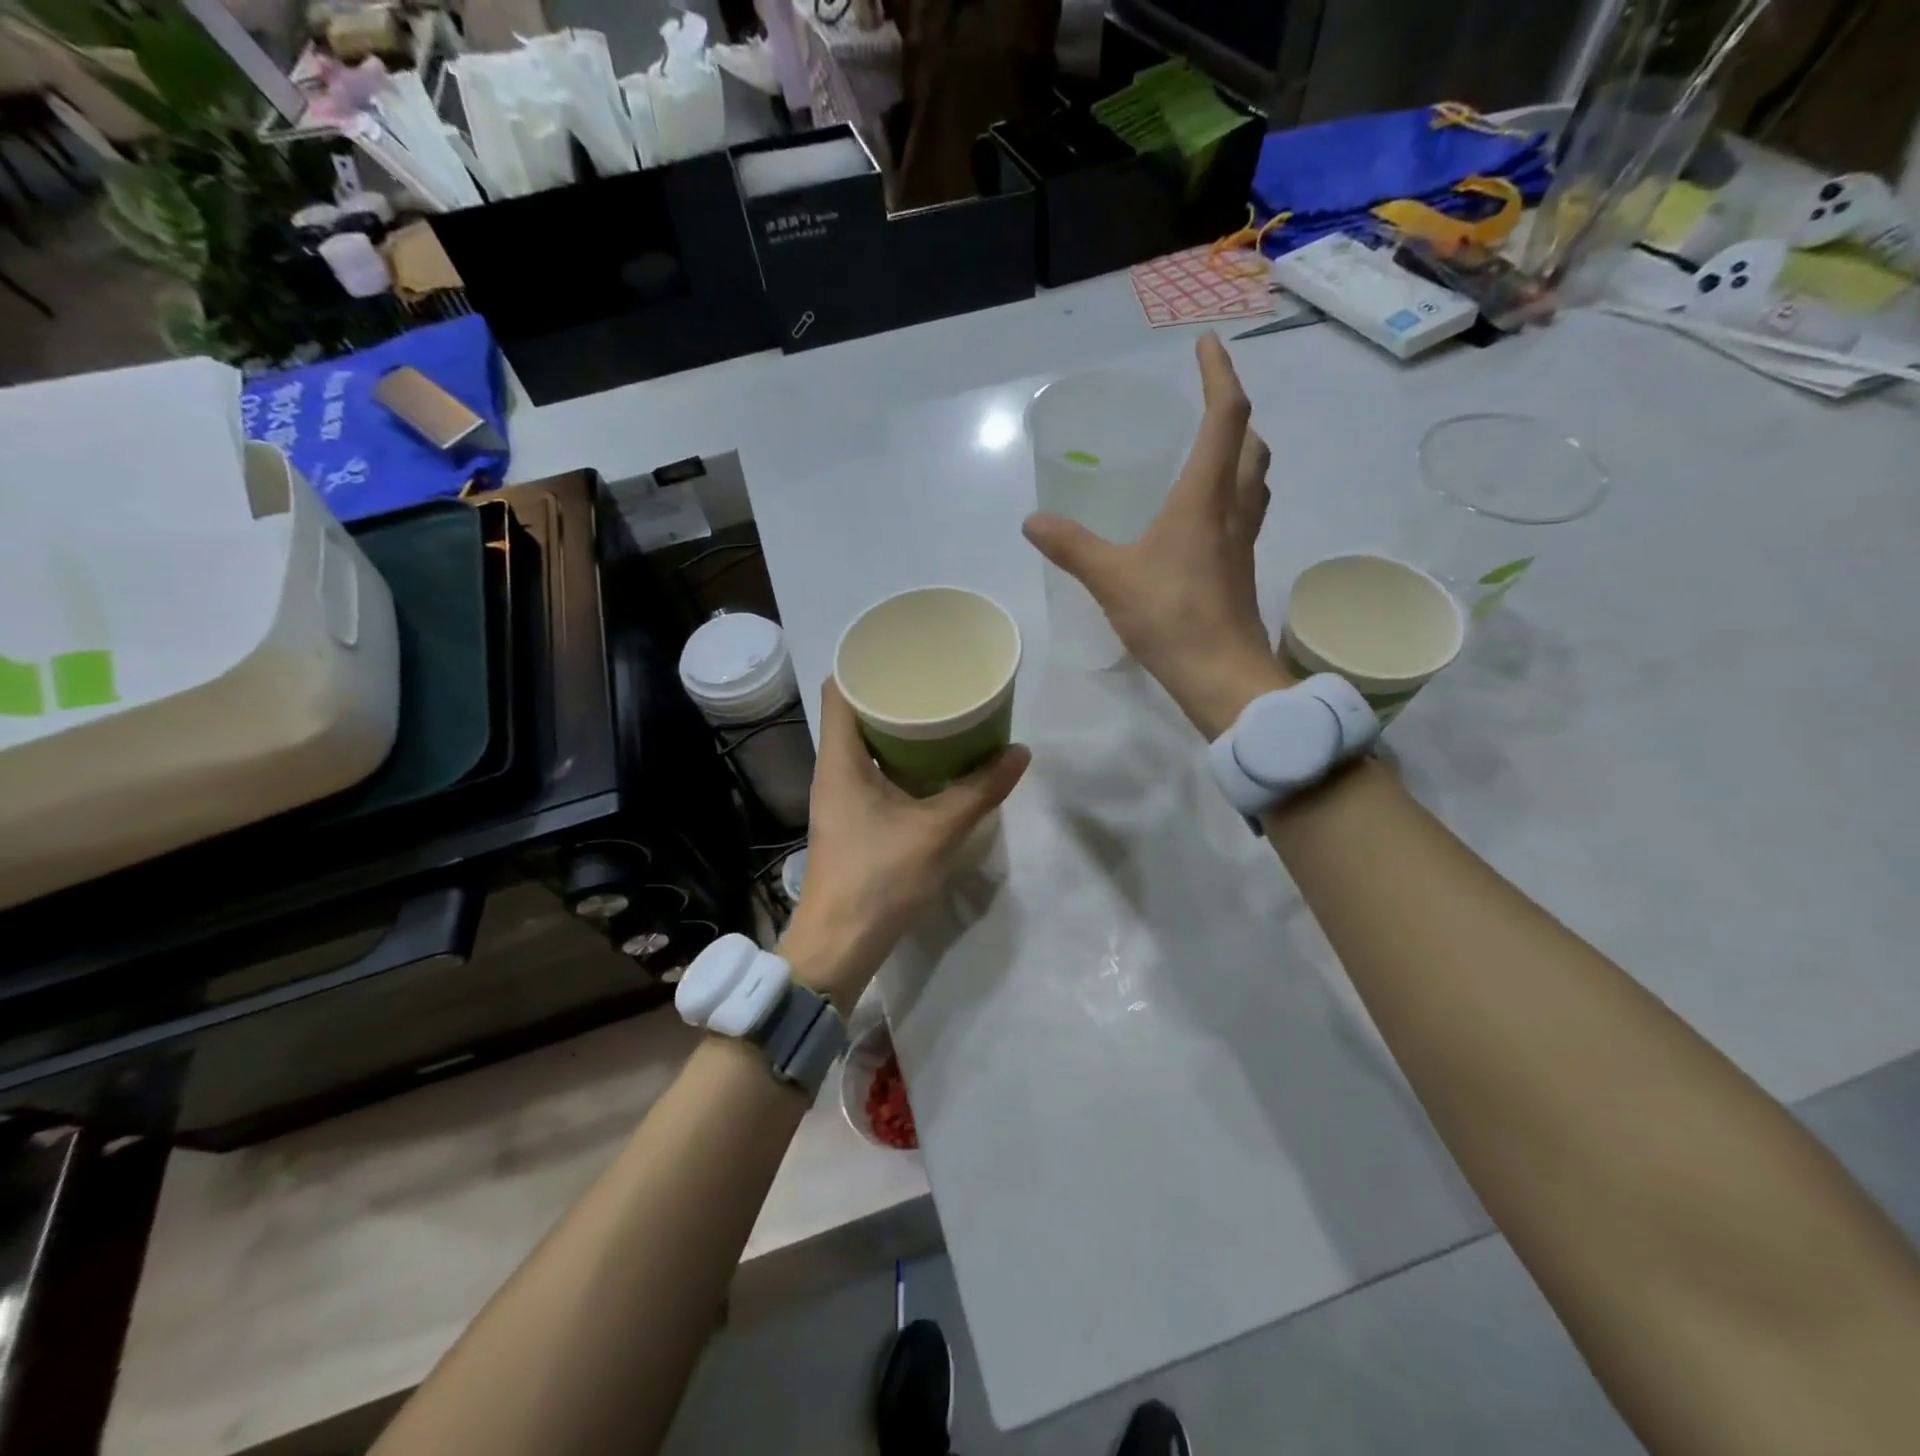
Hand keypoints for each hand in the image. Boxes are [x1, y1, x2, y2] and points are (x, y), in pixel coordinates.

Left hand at [780, 680, 1029, 1011]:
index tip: (904, 651)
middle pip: (855, 712)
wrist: (839, 944)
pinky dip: (899, 758)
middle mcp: (833, 769)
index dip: (864, 663)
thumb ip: (979, 791)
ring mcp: (840, 796)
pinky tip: (932, 762)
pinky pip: (873, 770)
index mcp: (840, 759)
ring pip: (866, 744)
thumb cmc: (879, 878)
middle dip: (893, 693)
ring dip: (898, 728)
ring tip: (940, 713)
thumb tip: (1020, 753)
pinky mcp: (852, 819)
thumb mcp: (937, 830)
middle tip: (936, 679)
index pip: (838, 689)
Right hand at [1023, 333, 1292, 738]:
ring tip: (1212, 451)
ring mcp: (1241, 542)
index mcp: (1205, 497)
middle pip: (1251, 444)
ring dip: (1241, 453)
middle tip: (1208, 403)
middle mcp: (1232, 510)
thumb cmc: (1171, 617)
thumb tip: (1032, 521)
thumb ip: (1071, 546)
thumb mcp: (1111, 578)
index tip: (1205, 345)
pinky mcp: (1239, 570)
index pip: (1225, 417)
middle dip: (1234, 413)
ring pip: (1255, 480)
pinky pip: (1243, 514)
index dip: (1219, 375)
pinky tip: (1202, 518)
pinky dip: (1231, 494)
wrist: (1220, 675)